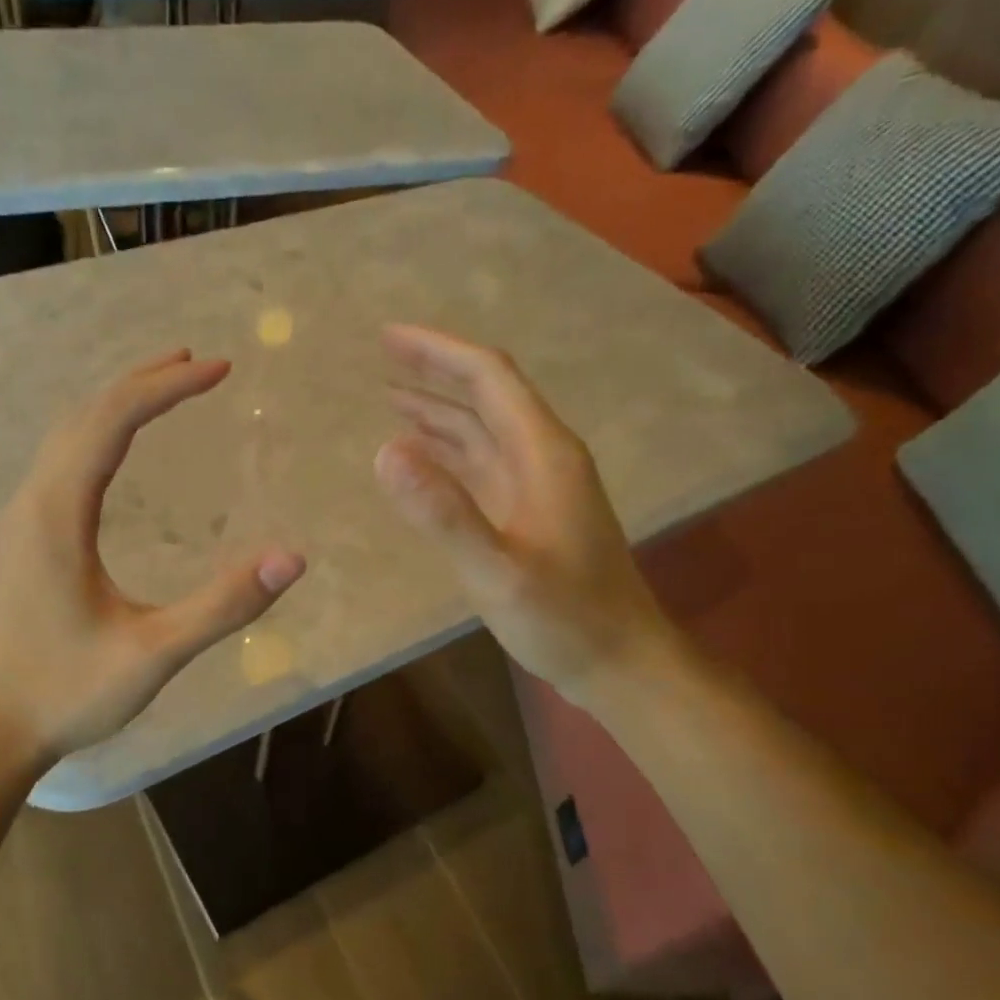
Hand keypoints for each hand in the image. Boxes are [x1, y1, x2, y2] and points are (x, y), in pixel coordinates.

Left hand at [0, 351, 306, 771]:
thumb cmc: (66, 694)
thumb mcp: (154, 655)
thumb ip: (223, 606)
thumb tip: (291, 558)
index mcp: (58, 515)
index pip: (113, 421)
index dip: (168, 388)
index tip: (220, 370)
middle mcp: (33, 502)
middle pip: (86, 415)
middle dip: (143, 382)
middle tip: (198, 363)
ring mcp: (21, 520)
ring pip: (67, 436)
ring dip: (115, 403)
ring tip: (163, 387)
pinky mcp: (22, 540)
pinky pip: (59, 462)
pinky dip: (96, 434)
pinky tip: (115, 451)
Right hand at [374, 325, 670, 702]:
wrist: (618, 661)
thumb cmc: (564, 618)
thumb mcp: (499, 570)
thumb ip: (443, 513)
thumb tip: (384, 451)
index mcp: (542, 453)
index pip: (489, 378)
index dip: (438, 352)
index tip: (388, 338)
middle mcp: (541, 456)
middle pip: (485, 396)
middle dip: (434, 371)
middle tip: (381, 356)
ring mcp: (535, 485)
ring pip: (481, 430)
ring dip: (437, 410)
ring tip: (390, 397)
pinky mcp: (526, 512)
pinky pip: (480, 464)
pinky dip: (446, 451)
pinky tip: (419, 457)